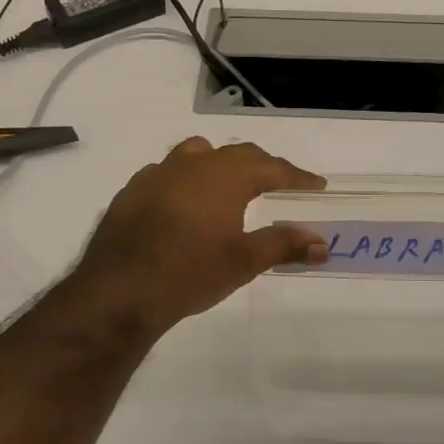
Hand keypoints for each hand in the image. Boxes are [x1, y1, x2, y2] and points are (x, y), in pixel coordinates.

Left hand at [70, 138, 328, 337]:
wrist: (121, 289)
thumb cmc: (192, 271)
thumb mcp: (245, 261)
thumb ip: (284, 245)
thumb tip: (322, 244)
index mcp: (225, 175)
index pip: (271, 167)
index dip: (296, 176)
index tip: (316, 184)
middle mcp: (193, 164)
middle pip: (236, 154)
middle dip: (261, 166)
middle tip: (279, 182)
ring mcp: (157, 174)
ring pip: (196, 154)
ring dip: (219, 164)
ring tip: (229, 184)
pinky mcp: (131, 191)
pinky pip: (166, 173)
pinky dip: (185, 180)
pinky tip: (184, 204)